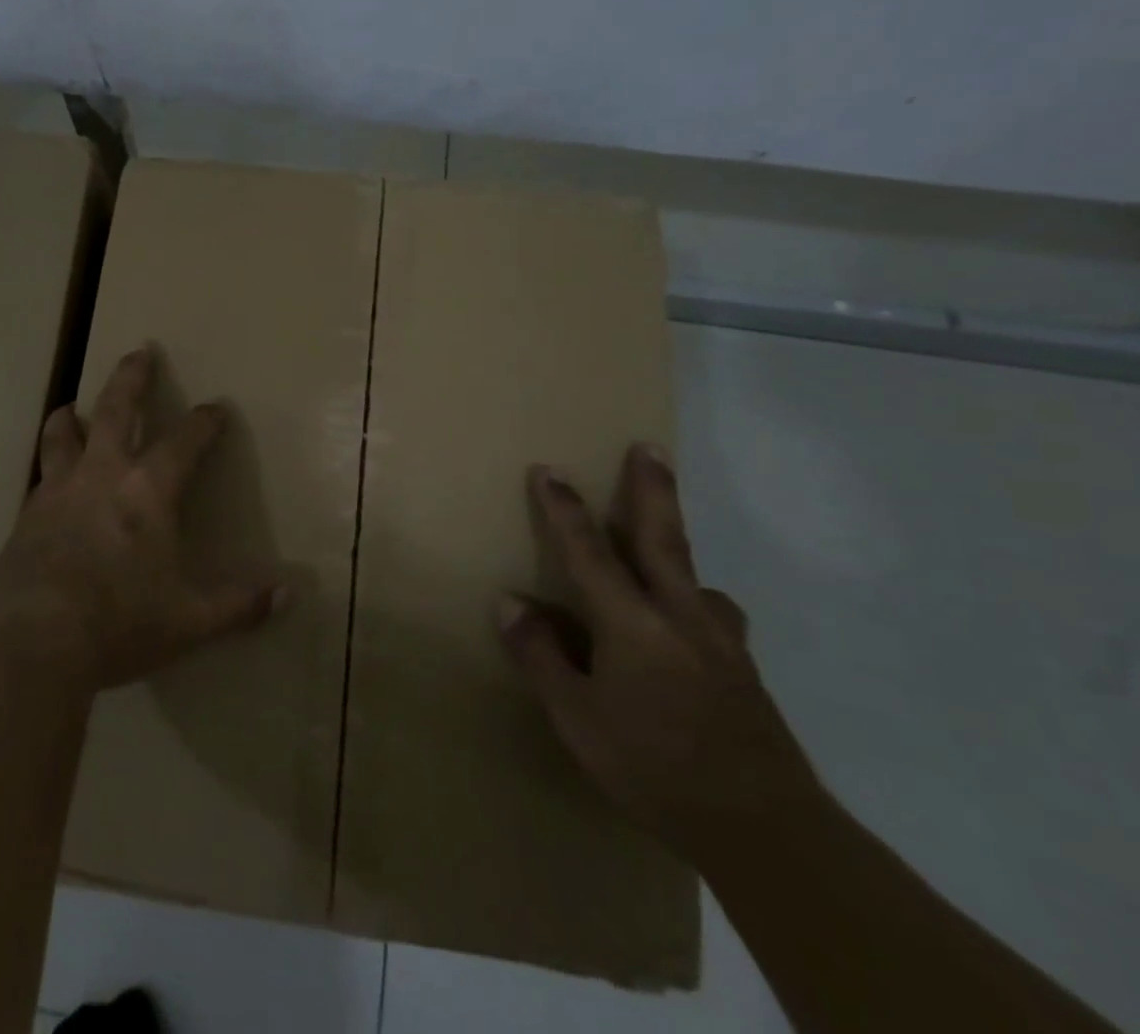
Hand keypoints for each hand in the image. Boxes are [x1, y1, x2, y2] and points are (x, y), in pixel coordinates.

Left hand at [0, 344, 283, 691]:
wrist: (35, 641)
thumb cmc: (121, 623)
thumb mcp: (190, 621)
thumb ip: (239, 605)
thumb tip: (289, 594)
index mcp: (148, 491)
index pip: (185, 442)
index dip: (204, 422)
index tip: (215, 407)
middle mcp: (102, 475)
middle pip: (116, 409)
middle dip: (131, 378)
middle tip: (138, 352)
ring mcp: (59, 490)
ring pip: (63, 434)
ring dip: (71, 415)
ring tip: (71, 406)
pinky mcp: (27, 515)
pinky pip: (40, 476)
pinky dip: (49, 466)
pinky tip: (49, 480)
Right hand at [495, 445, 822, 857]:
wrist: (768, 832)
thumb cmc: (654, 768)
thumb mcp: (577, 718)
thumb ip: (541, 655)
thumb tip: (511, 601)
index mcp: (633, 623)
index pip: (589, 551)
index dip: (564, 509)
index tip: (548, 470)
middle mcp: (681, 617)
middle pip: (663, 539)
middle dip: (652, 490)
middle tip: (650, 447)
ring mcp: (721, 644)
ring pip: (698, 578)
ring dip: (680, 548)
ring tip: (669, 545)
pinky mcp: (745, 673)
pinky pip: (716, 617)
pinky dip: (700, 603)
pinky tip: (695, 628)